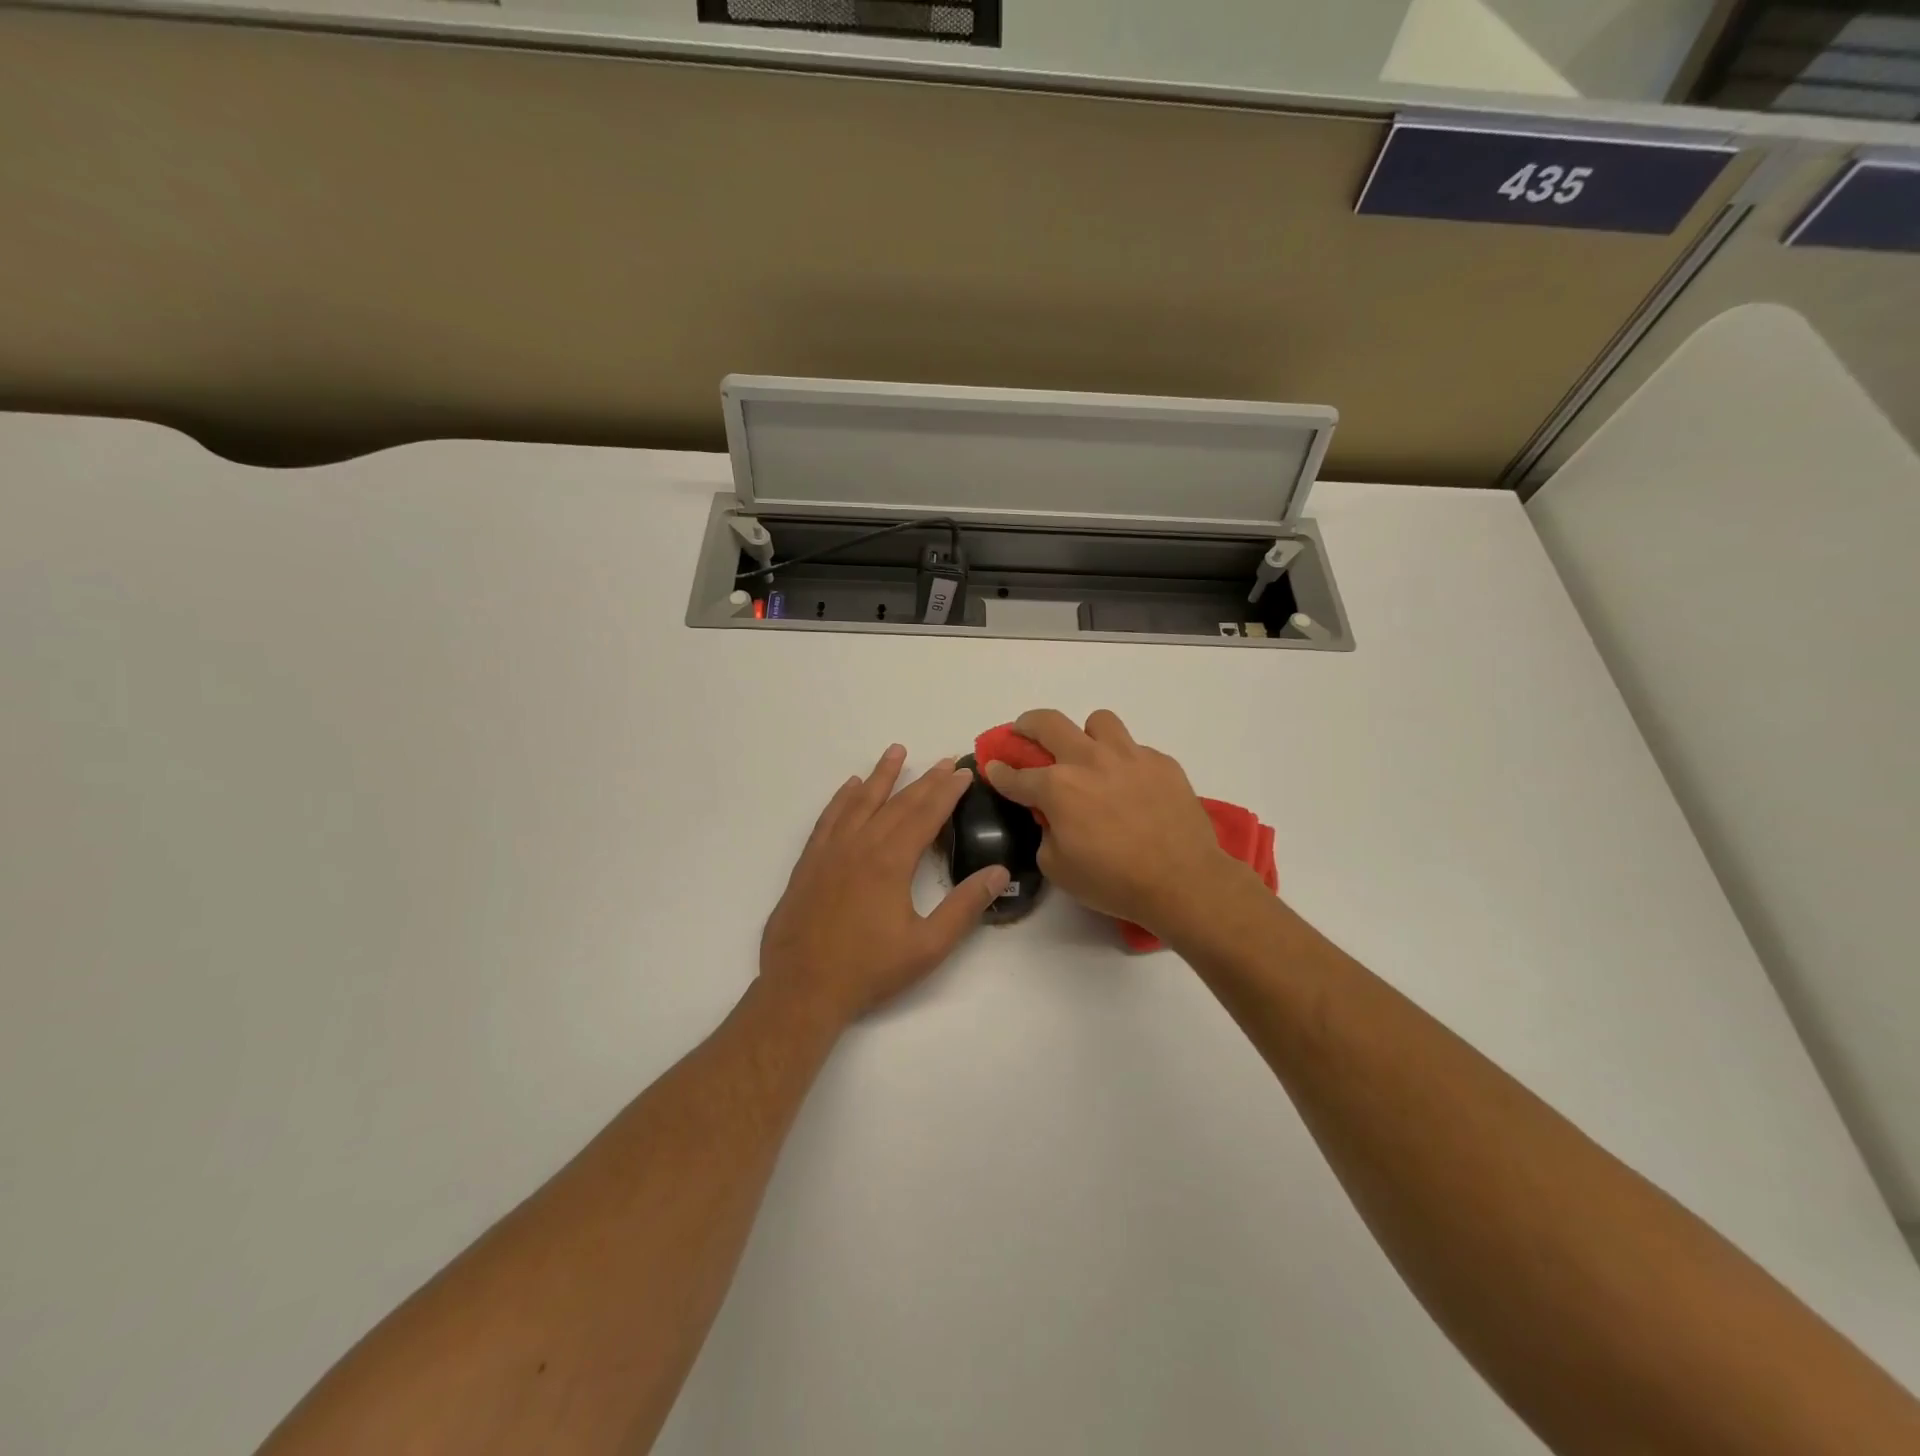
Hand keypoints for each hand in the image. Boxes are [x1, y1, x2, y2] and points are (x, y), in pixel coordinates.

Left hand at [760, 744, 1009, 1026]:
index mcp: (891, 861)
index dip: (948, 792)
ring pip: (860, 801)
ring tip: (896, 751)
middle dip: (925, 780)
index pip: (926, 815)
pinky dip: (842, 798)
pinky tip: (850, 786)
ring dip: (881, 775)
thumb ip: (965, 907)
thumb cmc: (869, 969)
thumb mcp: (928, 946)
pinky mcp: (810, 862)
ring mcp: (831, 851)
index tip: (965, 772)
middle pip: (898, 803)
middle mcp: (860, 845)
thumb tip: (1000, 873)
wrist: (802, 988)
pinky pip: (829, 818)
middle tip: (945, 760)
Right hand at [983, 709, 1251, 937]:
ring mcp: (1129, 756)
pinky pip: (1135, 749)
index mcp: (1058, 787)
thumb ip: (1046, 834)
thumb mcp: (1058, 868)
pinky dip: (1125, 762)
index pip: (1016, 774)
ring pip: (1098, 721)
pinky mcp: (1161, 762)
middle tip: (1024, 733)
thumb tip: (1051, 818)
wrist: (1183, 881)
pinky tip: (1131, 787)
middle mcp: (1089, 760)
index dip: (998, 771)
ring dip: (1085, 734)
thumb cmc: (1114, 882)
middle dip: (1027, 725)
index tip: (992, 768)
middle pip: (1048, 722)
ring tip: (1090, 756)